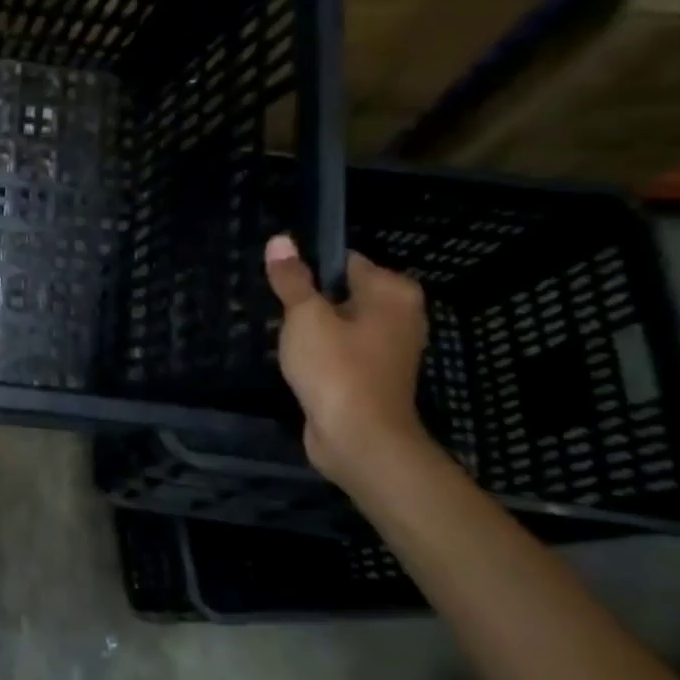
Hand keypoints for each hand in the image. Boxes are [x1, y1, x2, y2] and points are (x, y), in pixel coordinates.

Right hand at [265, 234, 430, 486]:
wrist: (360, 439)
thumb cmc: (336, 369)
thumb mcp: (304, 317)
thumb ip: (292, 279)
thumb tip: (280, 240)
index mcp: (392, 292)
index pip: (345, 261)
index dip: (309, 270)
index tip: (281, 285)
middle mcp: (401, 314)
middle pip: (343, 292)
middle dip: (310, 302)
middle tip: (278, 314)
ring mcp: (391, 348)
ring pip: (342, 324)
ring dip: (314, 330)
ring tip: (284, 339)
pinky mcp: (376, 375)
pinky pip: (344, 351)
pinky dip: (323, 354)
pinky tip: (300, 364)